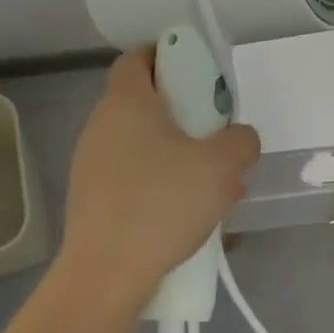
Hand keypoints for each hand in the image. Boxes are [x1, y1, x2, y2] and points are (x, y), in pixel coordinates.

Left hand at [58, 48, 260, 308]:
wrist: (106, 275)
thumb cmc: (162, 203)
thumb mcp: (222, 166)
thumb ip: (241, 141)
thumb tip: (239, 138)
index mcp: (127, 102)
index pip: (140, 57)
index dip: (170, 57)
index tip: (202, 77)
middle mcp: (102, 125)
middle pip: (146, 103)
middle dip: (187, 116)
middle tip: (219, 137)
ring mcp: (92, 164)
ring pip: (144, 145)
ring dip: (180, 155)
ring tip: (216, 184)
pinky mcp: (93, 200)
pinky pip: (135, 176)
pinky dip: (163, 183)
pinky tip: (192, 213)